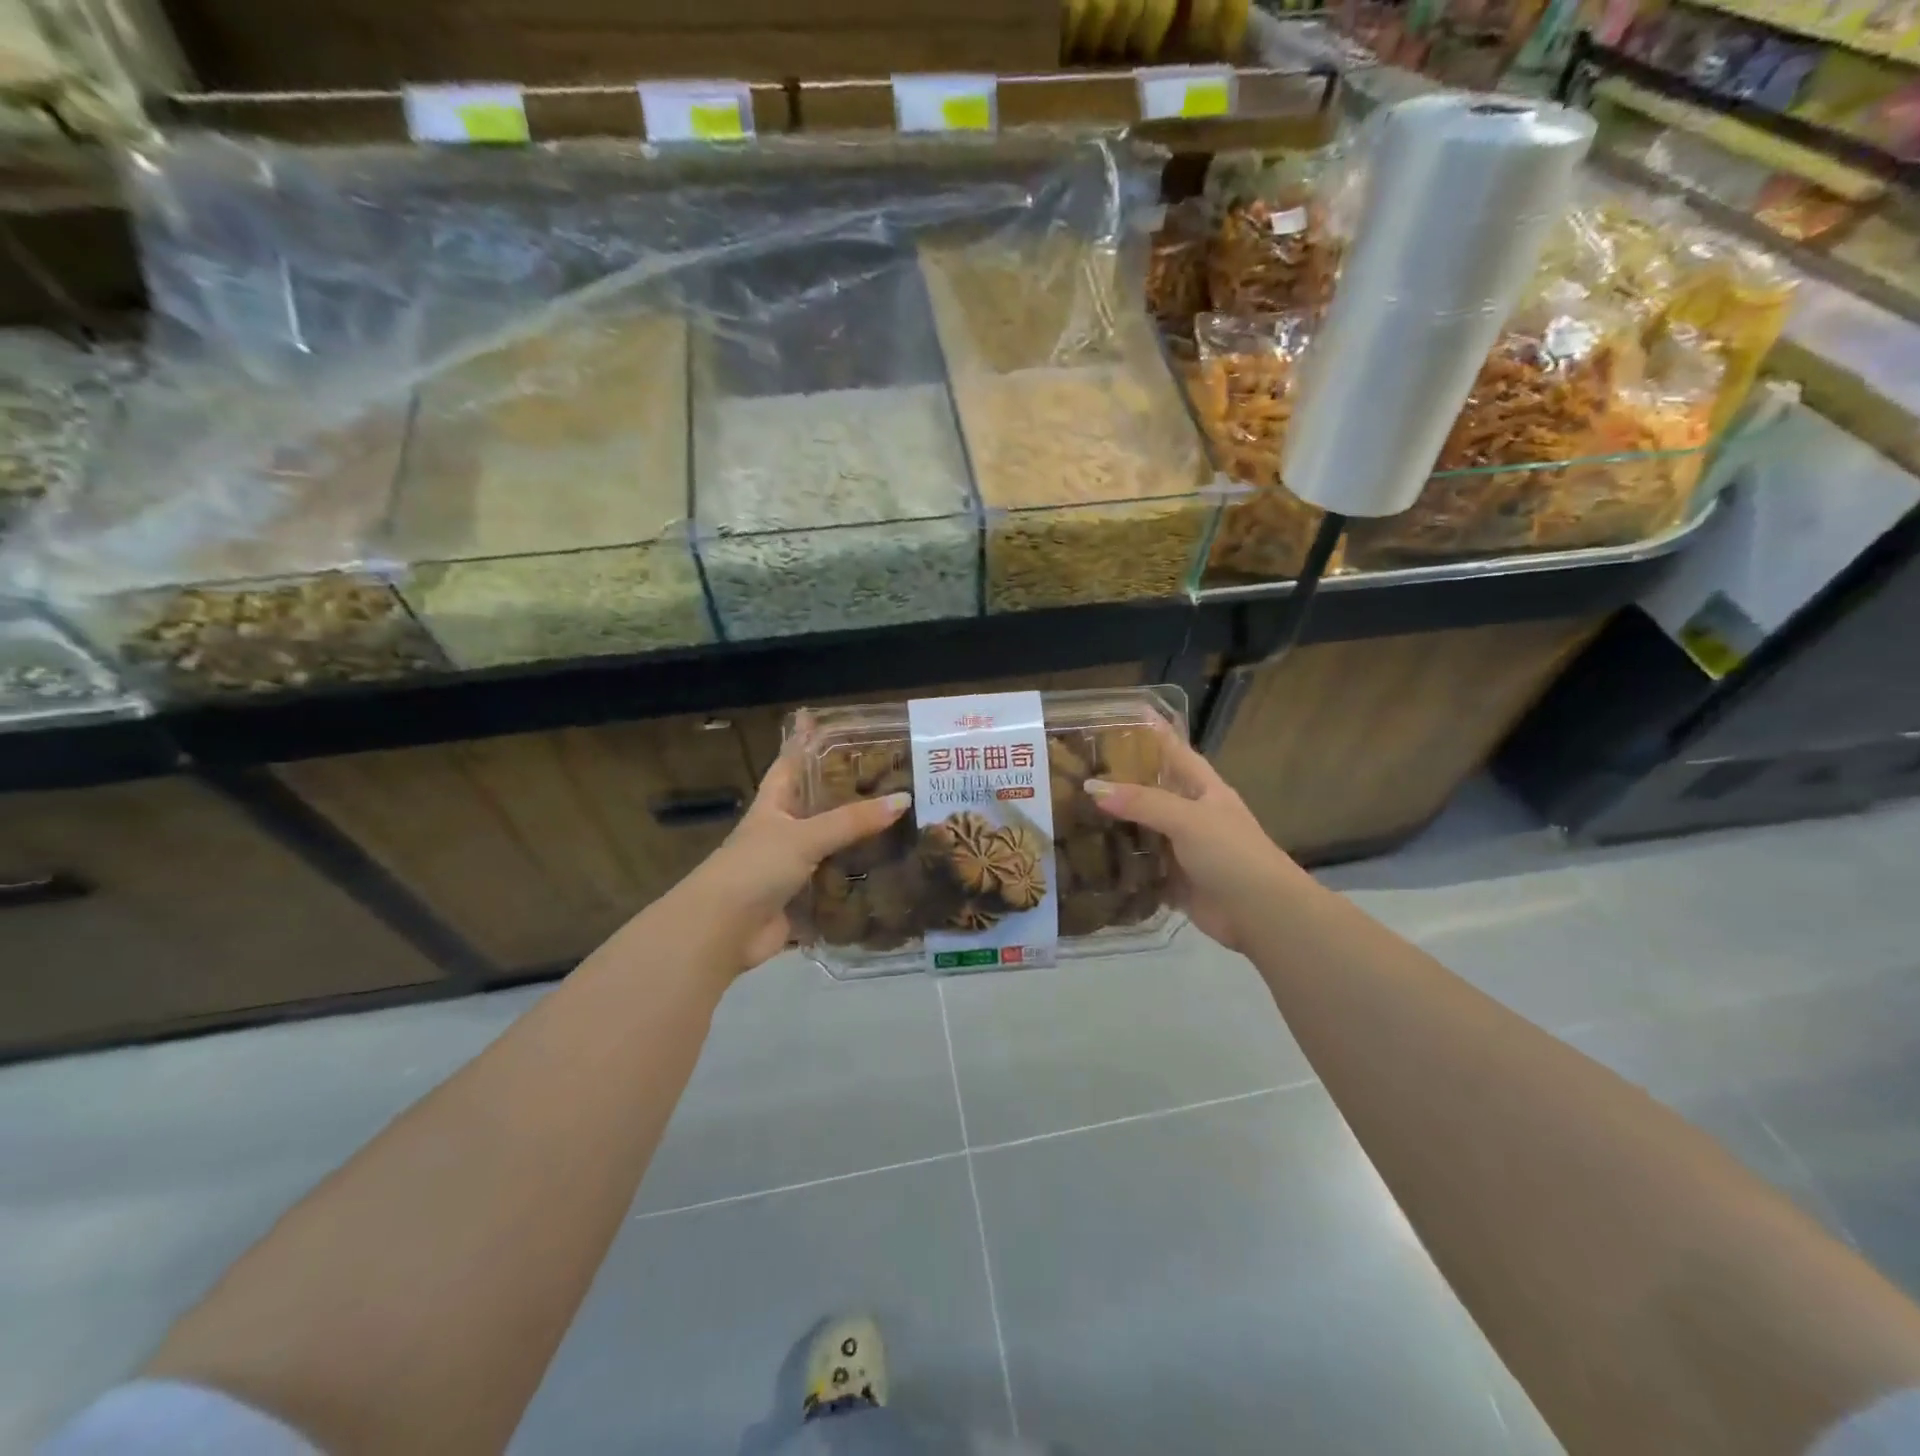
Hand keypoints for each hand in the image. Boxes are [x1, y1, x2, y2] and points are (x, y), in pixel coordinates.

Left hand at [680, 735, 909, 975]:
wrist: (721, 931)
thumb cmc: (755, 869)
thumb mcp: (804, 837)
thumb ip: (852, 821)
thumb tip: (903, 800)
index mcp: (773, 806)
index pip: (789, 765)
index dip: (803, 743)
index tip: (821, 720)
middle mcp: (781, 833)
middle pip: (816, 806)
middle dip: (845, 793)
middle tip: (887, 776)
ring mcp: (789, 869)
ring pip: (829, 847)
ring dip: (856, 840)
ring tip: (899, 823)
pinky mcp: (800, 901)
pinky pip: (834, 886)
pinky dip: (855, 882)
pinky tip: (886, 874)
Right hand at [1086, 725, 1303, 953]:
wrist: (1262, 914)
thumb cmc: (1232, 854)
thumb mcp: (1188, 819)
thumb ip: (1142, 802)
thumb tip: (1092, 788)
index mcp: (1203, 789)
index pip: (1174, 750)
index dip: (1153, 732)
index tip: (1123, 714)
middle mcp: (1191, 814)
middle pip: (1152, 789)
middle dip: (1121, 780)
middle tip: (1079, 768)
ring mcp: (1183, 848)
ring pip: (1143, 828)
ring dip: (1116, 823)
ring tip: (1073, 810)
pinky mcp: (1174, 880)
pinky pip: (1142, 866)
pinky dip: (1121, 863)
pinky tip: (1090, 857)